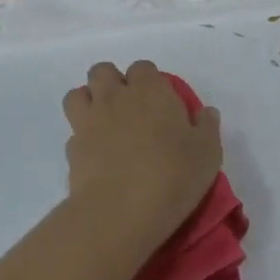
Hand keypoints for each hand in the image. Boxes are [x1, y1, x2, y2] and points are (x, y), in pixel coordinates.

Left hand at [63, 60, 222, 248]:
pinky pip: (73, 132)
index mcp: (150, 90)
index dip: (149, 80)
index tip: (159, 101)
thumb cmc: (173, 175)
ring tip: (104, 123)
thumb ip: (207, 127)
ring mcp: (88, 121)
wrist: (121, 211)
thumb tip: (205, 113)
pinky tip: (97, 156)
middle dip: (112, 82)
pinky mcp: (72, 149)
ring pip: (77, 94)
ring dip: (89, 102)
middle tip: (128, 107)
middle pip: (102, 72)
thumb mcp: (207, 153)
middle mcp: (115, 97)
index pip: (143, 68)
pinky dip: (82, 138)